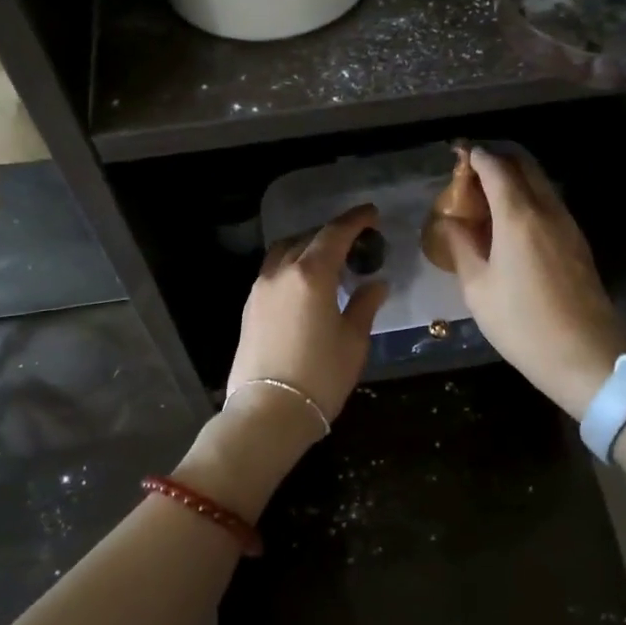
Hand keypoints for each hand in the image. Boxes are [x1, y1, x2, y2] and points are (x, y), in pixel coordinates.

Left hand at [228, 203, 387, 424]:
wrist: (269, 411)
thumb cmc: (320, 375)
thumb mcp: (353, 340)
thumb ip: (365, 305)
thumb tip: (376, 284)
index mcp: (311, 275)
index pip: (335, 234)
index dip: (355, 220)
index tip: (371, 213)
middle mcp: (281, 273)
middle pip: (307, 238)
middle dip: (331, 233)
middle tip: (354, 240)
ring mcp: (260, 290)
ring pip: (284, 252)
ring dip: (307, 247)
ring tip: (328, 260)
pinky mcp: (249, 308)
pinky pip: (273, 272)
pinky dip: (291, 266)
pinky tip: (305, 284)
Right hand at [443, 147, 625, 420]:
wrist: (585, 356)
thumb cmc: (522, 324)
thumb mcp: (478, 289)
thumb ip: (462, 247)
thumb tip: (452, 222)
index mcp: (518, 217)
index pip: (496, 168)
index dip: (476, 156)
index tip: (458, 154)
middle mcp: (547, 210)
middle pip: (524, 166)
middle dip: (498, 160)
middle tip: (471, 172)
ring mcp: (568, 225)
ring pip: (540, 184)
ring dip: (515, 179)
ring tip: (487, 197)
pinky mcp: (577, 243)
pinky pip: (549, 205)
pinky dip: (528, 199)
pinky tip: (510, 223)